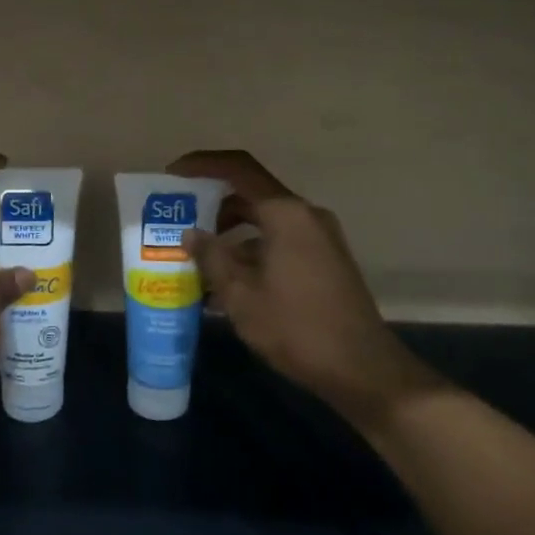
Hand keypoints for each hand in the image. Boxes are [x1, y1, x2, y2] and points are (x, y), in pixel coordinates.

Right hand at [167, 150, 441, 425]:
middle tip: (179, 223)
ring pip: (265, 223)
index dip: (202, 166)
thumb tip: (191, 234)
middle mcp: (306, 216)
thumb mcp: (241, 295)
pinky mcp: (325, 261)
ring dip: (230, 236)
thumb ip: (212, 258)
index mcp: (286, 214)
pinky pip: (279, 243)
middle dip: (212, 207)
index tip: (172, 175)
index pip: (238, 169)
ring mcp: (319, 238)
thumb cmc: (296, 327)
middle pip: (251, 195)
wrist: (361, 369)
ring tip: (196, 262)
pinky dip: (251, 253)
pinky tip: (226, 286)